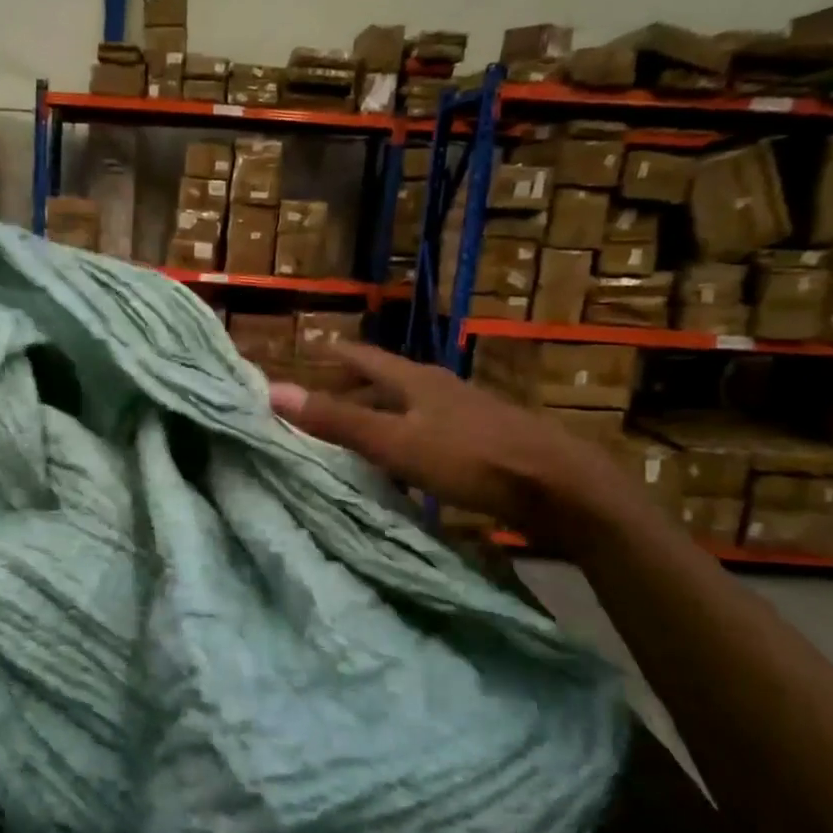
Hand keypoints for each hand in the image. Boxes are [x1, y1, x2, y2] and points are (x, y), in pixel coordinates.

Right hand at [267, 344, 646, 553]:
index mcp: (416, 380)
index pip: (366, 357)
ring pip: (412, 407)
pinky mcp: (485, 441)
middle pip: (389, 381)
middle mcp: (441, 389)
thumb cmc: (469, 458)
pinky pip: (431, 431)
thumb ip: (337, 420)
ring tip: (358, 431)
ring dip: (382, 414)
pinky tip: (405, 462)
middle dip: (356, 386)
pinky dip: (407, 438)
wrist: (559, 487)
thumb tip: (273, 391)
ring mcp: (467, 414)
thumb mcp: (394, 442)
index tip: (312, 346)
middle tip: (325, 396)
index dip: (338, 353)